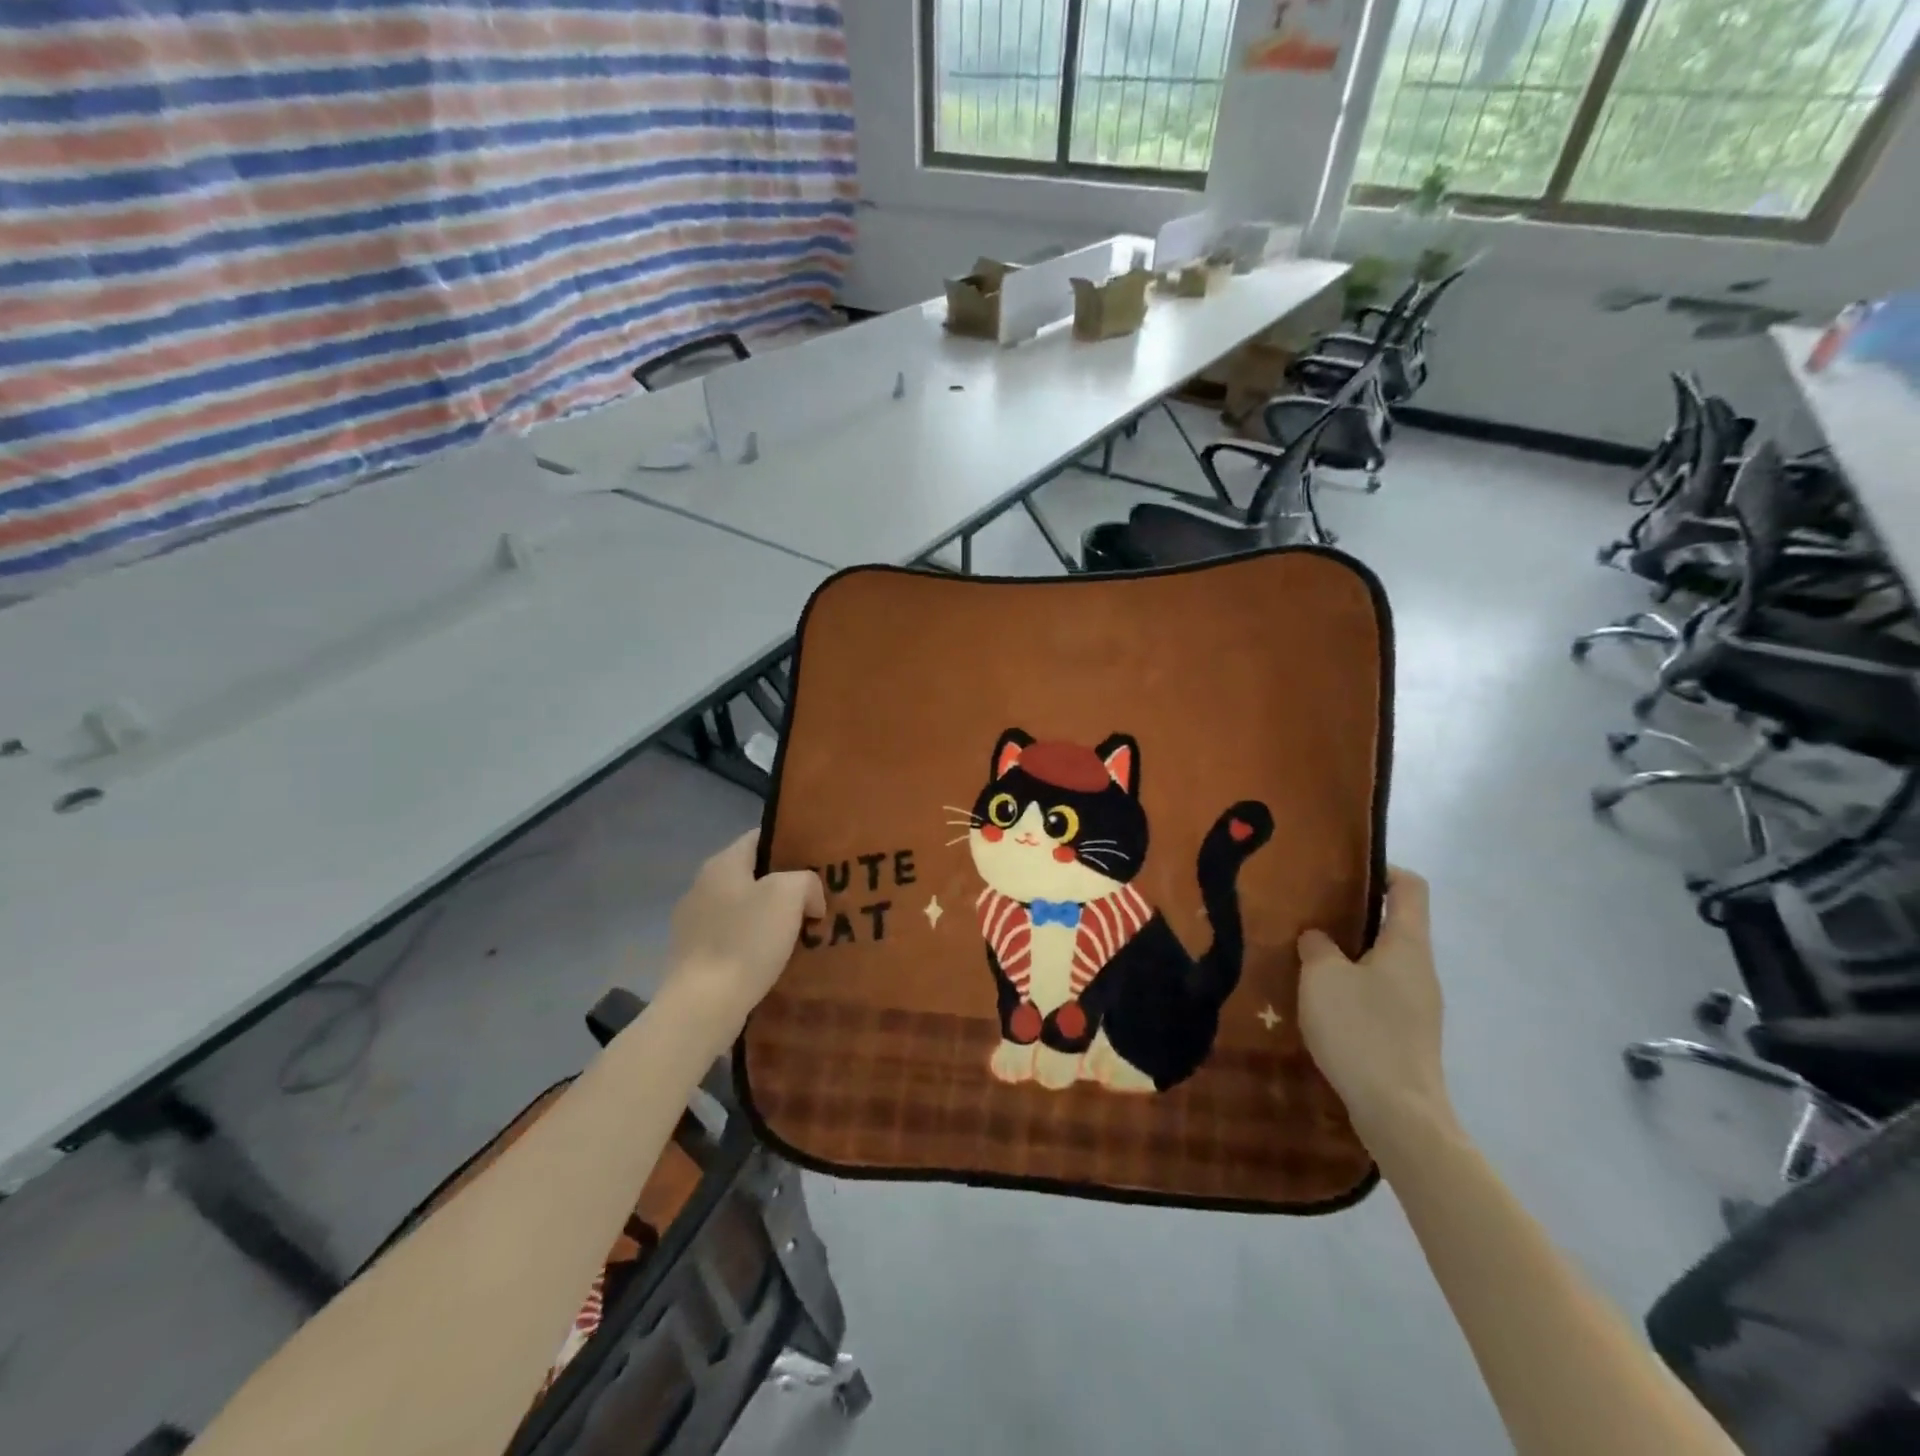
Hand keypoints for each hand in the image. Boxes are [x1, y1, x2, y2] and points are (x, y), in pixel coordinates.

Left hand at [661, 831, 823, 1030]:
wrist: (703, 1005)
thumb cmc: (746, 941)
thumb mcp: (789, 895)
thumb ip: (806, 881)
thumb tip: (808, 898)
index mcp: (722, 864)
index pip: (760, 837)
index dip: (791, 844)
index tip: (818, 859)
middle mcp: (702, 886)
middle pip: (753, 874)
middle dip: (785, 885)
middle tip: (817, 898)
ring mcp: (693, 922)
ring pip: (744, 908)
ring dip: (770, 917)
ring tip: (801, 931)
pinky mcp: (693, 955)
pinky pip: (733, 937)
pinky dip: (754, 943)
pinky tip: (775, 959)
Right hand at [1297, 868, 1454, 1154]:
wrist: (1398, 1112)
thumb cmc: (1362, 1030)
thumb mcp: (1322, 977)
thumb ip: (1317, 947)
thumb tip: (1318, 938)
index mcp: (1408, 944)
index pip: (1410, 887)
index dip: (1382, 869)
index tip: (1344, 871)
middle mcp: (1420, 968)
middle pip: (1395, 924)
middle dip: (1354, 914)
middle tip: (1310, 912)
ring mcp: (1419, 1004)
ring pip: (1384, 961)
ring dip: (1350, 954)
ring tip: (1307, 955)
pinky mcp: (1408, 1034)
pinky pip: (1380, 993)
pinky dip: (1353, 986)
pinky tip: (1321, 1000)